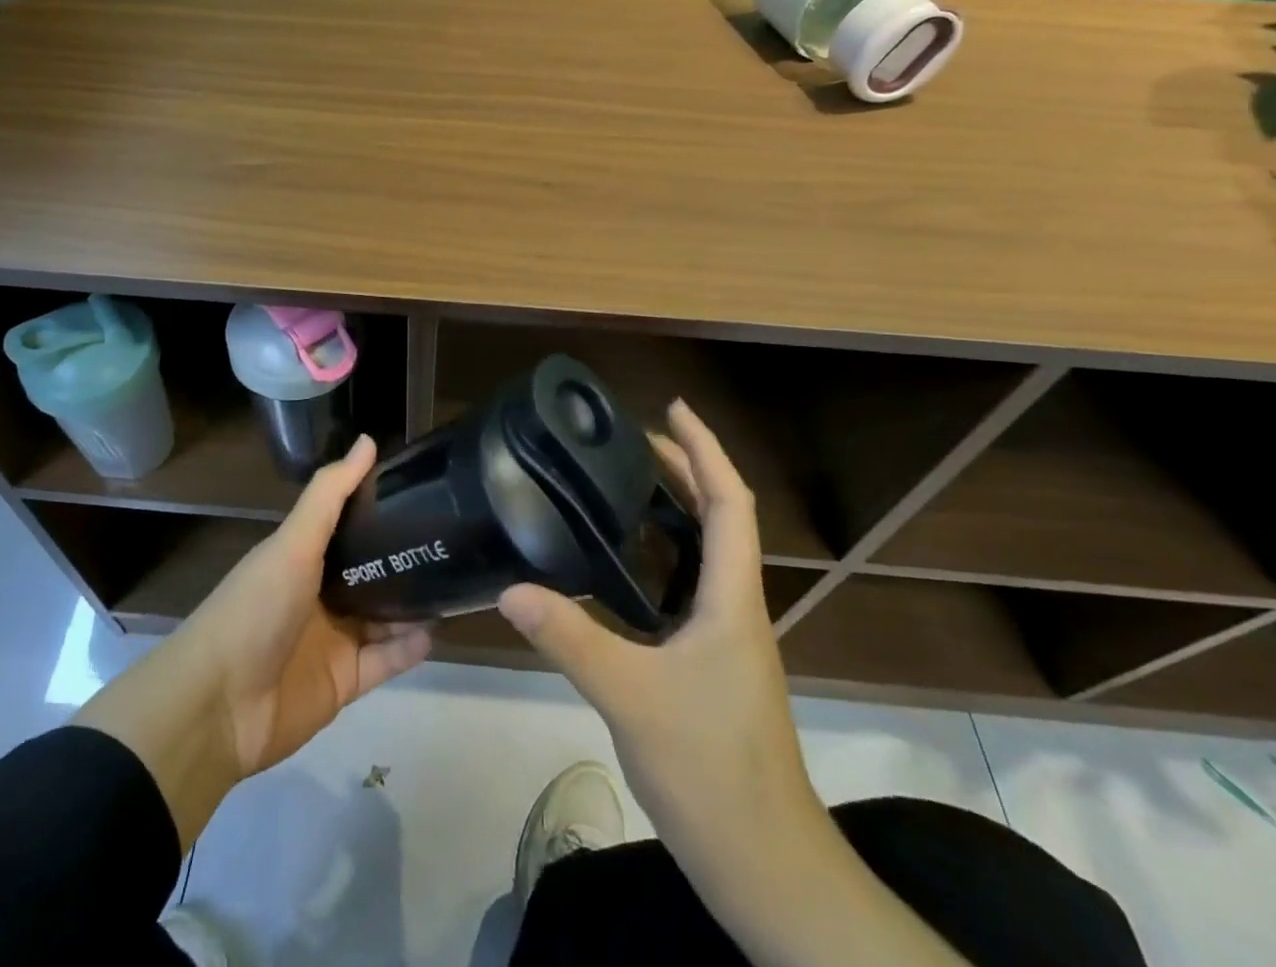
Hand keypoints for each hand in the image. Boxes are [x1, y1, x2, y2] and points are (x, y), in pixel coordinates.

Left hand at [182, 433, 433, 773]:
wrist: (218, 706)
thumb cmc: (255, 609)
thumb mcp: (293, 543)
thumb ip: (330, 494)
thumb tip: (369, 441)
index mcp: (303, 557)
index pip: (349, 526)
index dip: (381, 510)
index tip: (424, 492)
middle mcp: (319, 594)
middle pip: (370, 572)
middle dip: (405, 559)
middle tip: (451, 540)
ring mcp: (332, 640)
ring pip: (383, 616)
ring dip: (413, 603)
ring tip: (454, 583)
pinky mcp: (344, 682)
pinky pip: (385, 661)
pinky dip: (408, 648)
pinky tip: (434, 630)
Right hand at [498, 400, 817, 859]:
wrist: (765, 866)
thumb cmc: (711, 770)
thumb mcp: (631, 696)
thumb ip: (570, 637)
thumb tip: (511, 588)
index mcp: (733, 598)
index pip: (730, 501)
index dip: (704, 448)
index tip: (671, 408)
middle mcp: (738, 606)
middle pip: (721, 517)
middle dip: (685, 468)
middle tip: (631, 439)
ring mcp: (730, 638)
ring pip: (706, 553)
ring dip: (676, 509)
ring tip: (624, 486)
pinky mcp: (714, 664)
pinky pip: (690, 586)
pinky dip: (663, 556)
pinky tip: (623, 568)